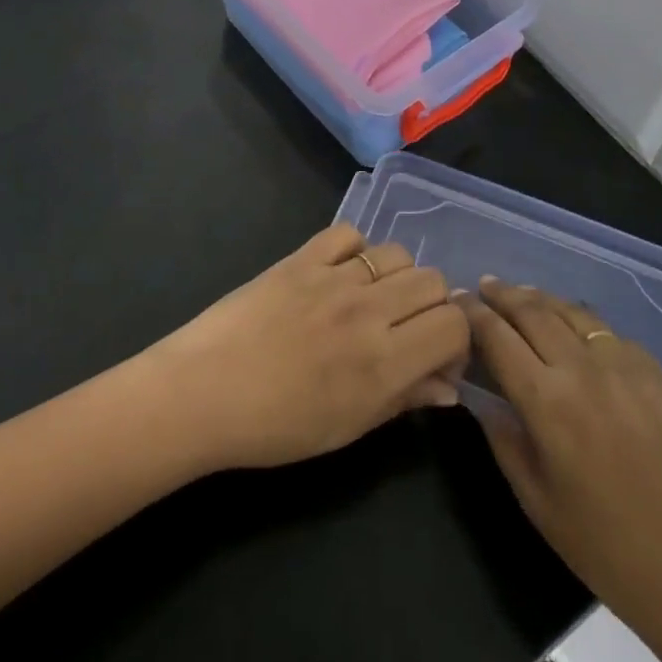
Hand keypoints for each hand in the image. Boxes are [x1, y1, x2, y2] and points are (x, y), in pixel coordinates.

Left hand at [146, 224, 469, 471]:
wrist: (204, 391)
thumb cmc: (276, 426)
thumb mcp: (347, 428)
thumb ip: (403, 400)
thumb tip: (449, 386)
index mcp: (384, 362)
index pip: (454, 324)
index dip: (457, 339)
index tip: (437, 357)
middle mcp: (368, 311)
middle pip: (432, 281)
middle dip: (432, 306)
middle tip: (407, 329)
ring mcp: (333, 277)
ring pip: (397, 253)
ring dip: (398, 276)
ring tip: (374, 301)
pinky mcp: (302, 256)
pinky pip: (348, 233)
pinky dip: (355, 250)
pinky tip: (341, 273)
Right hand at [461, 280, 661, 661]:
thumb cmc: (610, 551)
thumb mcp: (538, 505)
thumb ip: (504, 441)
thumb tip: (480, 397)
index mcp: (547, 403)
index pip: (497, 337)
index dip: (472, 313)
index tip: (457, 300)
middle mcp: (583, 370)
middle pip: (532, 311)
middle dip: (502, 294)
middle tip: (484, 285)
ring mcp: (626, 366)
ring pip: (572, 311)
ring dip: (540, 299)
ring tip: (523, 295)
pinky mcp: (659, 374)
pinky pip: (611, 334)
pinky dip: (583, 324)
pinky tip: (577, 331)